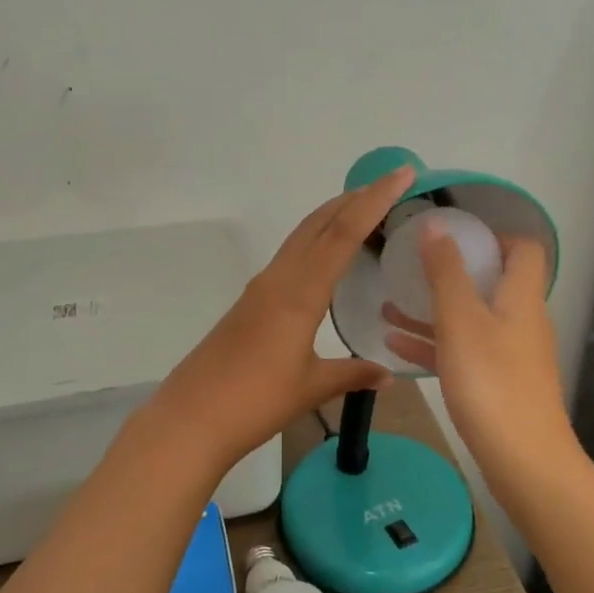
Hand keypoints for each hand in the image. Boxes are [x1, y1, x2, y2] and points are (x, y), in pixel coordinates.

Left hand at [148, 167, 416, 470]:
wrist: (191, 418)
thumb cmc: (255, 401)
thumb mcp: (311, 387)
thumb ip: (352, 374)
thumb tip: (388, 375)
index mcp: (298, 292)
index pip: (342, 233)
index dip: (374, 200)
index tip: (402, 174)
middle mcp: (278, 279)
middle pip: (318, 224)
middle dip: (354, 199)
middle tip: (390, 186)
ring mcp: (260, 289)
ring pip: (301, 238)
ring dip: (332, 219)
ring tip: (365, 214)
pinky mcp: (249, 304)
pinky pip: (290, 259)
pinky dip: (315, 245)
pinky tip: (327, 262)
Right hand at [380, 227, 574, 483]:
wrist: (523, 459)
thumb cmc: (491, 381)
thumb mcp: (461, 320)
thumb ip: (446, 271)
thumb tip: (436, 223)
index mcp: (521, 297)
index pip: (522, 249)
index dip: (491, 236)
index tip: (450, 236)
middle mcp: (521, 321)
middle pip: (490, 284)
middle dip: (449, 274)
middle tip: (410, 268)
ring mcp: (510, 355)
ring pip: (469, 321)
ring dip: (432, 312)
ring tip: (388, 307)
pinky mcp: (498, 385)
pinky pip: (463, 353)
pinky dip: (433, 345)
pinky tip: (395, 346)